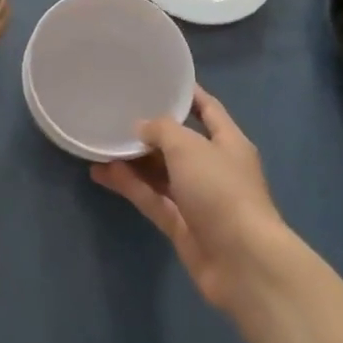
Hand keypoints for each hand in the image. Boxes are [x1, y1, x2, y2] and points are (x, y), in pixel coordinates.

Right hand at [91, 86, 287, 312]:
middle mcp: (214, 168)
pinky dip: (130, 186)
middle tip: (116, 115)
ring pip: (161, 173)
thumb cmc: (221, 190)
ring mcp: (198, 199)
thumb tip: (141, 128)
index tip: (158, 80)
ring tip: (100, 145)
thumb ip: (161, 130)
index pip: (207, 109)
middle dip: (151, 132)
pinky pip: (152, 199)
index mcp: (228, 142)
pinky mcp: (182, 226)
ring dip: (134, 161)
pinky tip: (102, 173)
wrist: (242, 261)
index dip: (186, 94)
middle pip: (179, 143)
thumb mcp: (189, 147)